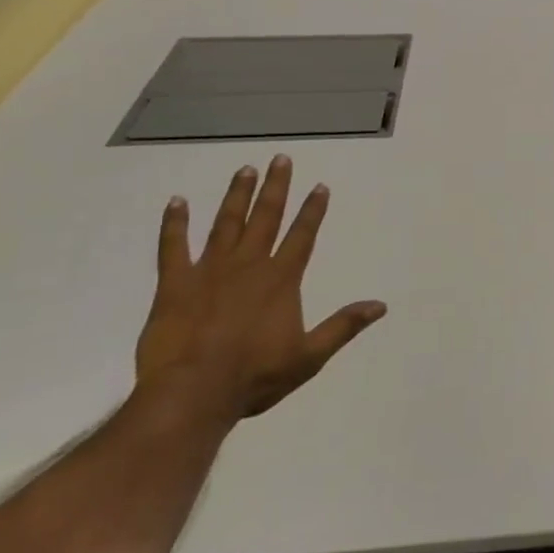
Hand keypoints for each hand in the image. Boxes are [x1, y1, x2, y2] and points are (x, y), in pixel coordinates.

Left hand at [135, 155, 385, 422]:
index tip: (320, 186)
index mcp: (281, 280)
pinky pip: (173, 246)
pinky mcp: (175, 284)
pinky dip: (174, 223)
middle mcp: (248, 265)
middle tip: (280, 159)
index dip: (313, 210)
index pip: (302, 235)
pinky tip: (176, 202)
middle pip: (265, 217)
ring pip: (226, 223)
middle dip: (275, 187)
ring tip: (244, 169)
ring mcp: (209, 271)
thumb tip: (381, 305)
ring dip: (236, 196)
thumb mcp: (309, 357)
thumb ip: (343, 326)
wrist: (192, 393)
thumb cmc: (255, 377)